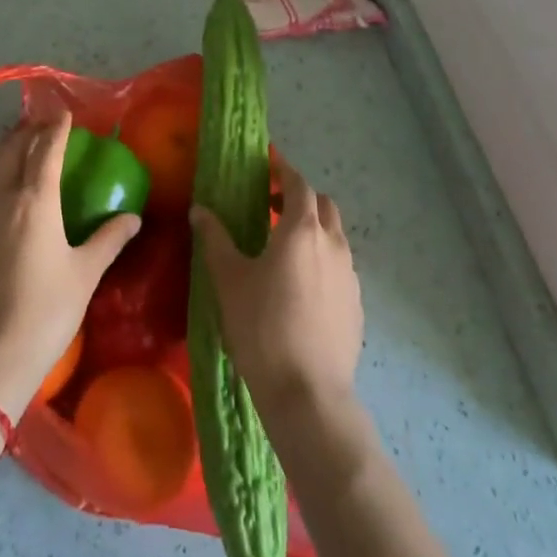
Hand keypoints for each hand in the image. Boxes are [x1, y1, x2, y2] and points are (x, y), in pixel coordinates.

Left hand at [0, 107, 140, 417]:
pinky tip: (1, 185)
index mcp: (36, 201)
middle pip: (13, 152)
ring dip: (8, 148)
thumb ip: (109, 239)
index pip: (46, 151)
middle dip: (28, 131)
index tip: (64, 113)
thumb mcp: (85, 273)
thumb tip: (133, 216)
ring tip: (20, 140)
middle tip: (42, 120)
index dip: (56, 129)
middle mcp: (5, 199)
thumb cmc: (47, 310)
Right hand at [190, 158, 362, 423]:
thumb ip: (215, 238)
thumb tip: (200, 210)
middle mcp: (333, 244)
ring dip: (313, 228)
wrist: (308, 393)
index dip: (283, 170)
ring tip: (283, 247)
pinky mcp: (356, 304)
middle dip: (300, 197)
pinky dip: (322, 259)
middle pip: (323, 204)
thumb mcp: (229, 279)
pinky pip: (340, 266)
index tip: (267, 163)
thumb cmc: (262, 326)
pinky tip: (300, 285)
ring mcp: (350, 275)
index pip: (298, 183)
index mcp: (302, 230)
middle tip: (271, 205)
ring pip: (335, 236)